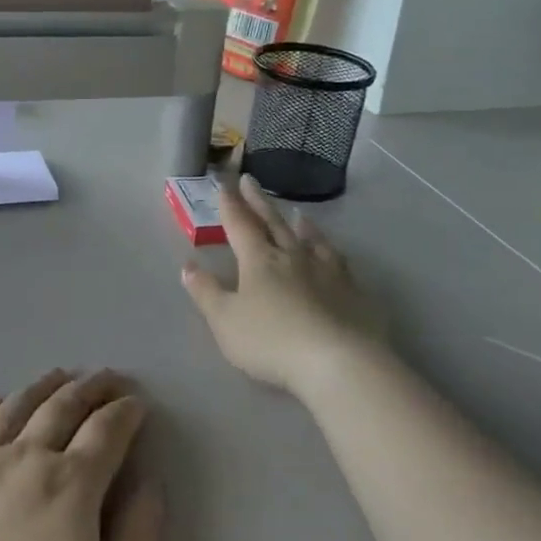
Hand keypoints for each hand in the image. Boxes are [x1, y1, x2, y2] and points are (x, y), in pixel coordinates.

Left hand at [0, 371, 161, 540]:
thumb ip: (138, 538)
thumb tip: (149, 484)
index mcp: (71, 484)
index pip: (107, 432)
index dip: (125, 413)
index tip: (136, 401)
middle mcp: (25, 457)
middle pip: (63, 407)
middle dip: (91, 388)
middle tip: (106, 376)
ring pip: (15, 408)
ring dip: (42, 387)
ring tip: (59, 376)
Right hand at [182, 174, 387, 396]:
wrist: (337, 360)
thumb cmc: (272, 341)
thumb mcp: (225, 321)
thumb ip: (206, 292)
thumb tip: (188, 265)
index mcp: (259, 260)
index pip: (240, 225)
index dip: (230, 205)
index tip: (224, 184)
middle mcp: (292, 256)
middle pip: (272, 222)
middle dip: (258, 202)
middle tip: (250, 180)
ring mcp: (325, 270)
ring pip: (310, 238)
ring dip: (299, 223)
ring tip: (297, 212)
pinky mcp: (351, 290)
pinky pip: (337, 259)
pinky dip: (328, 248)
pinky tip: (331, 251)